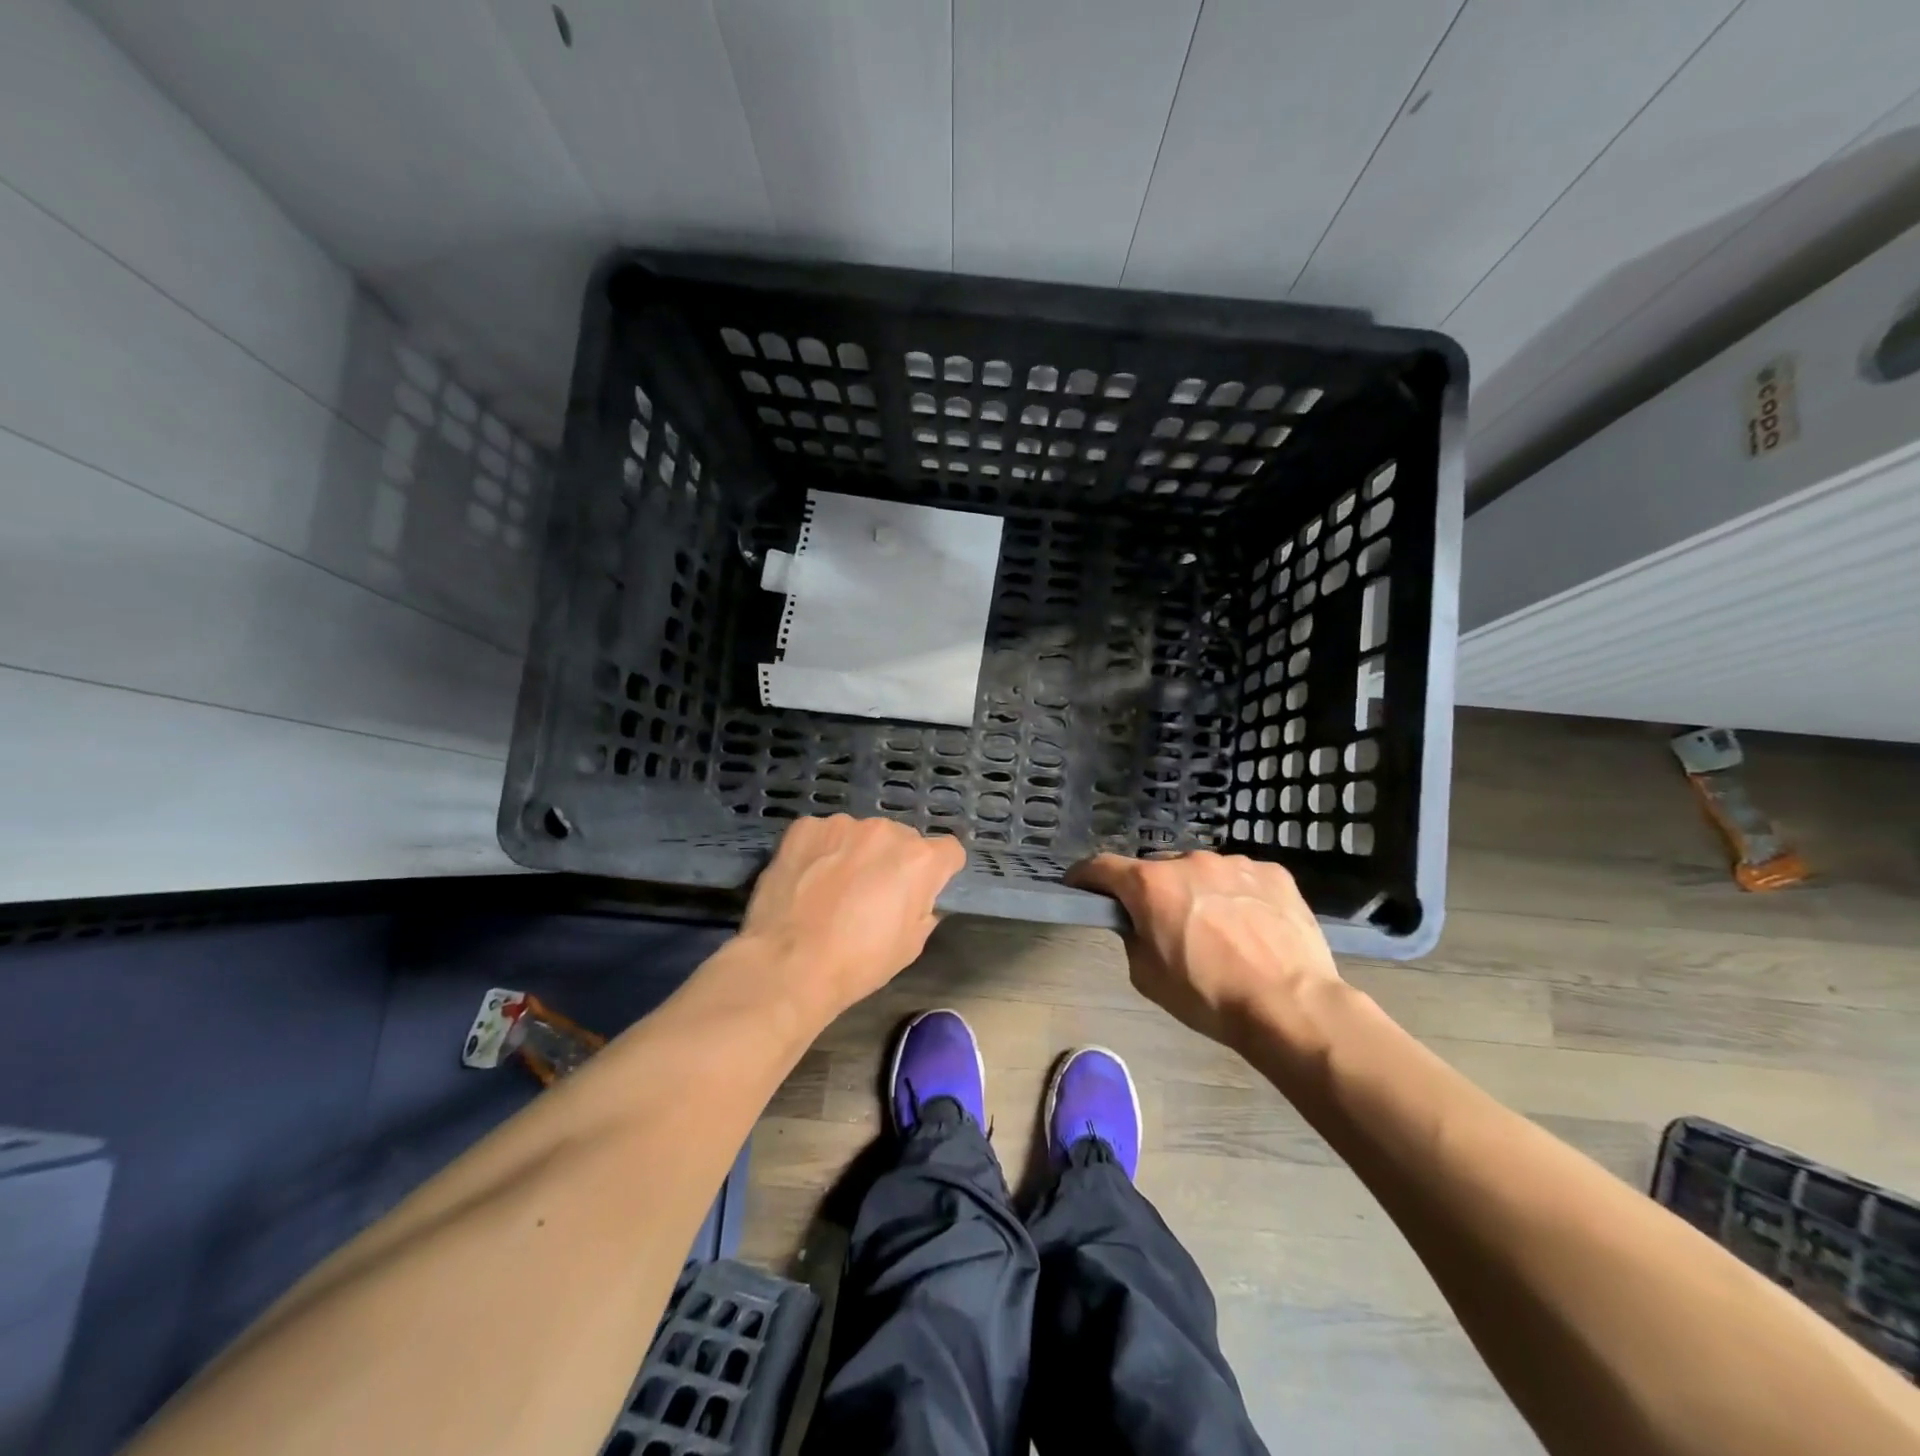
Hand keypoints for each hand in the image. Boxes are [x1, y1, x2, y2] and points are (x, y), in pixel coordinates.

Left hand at [739, 816, 965, 1020]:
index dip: (938, 872)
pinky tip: (808, 879)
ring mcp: (843, 825)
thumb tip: (918, 897)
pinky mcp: (805, 827)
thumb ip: (924, 907)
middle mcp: (886, 831)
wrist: (788, 965)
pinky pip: (824, 834)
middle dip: (893, 861)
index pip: (948, 851)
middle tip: (871, 894)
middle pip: (902, 840)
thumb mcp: (911, 945)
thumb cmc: (858, 962)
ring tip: (833, 889)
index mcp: (920, 859)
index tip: (921, 891)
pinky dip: (821, 851)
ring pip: (861, 834)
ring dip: (856, 853)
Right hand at [1066, 851, 1340, 1045]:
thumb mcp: (1148, 977)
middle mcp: (1188, 861)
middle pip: (1156, 871)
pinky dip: (1236, 896)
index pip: (1101, 867)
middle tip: (1165, 925)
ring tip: (1218, 932)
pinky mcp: (1272, 872)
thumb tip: (1139, 922)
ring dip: (1198, 893)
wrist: (1290, 1005)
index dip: (1085, 877)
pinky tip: (1251, 927)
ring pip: (1202, 873)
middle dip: (1153, 893)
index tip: (1080, 887)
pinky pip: (1241, 879)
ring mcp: (1234, 863)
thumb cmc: (1209, 996)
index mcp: (1150, 884)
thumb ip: (1133, 937)